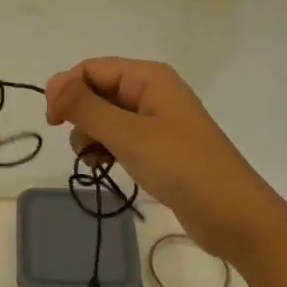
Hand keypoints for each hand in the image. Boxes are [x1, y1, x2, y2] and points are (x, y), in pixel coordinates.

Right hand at [45, 58, 283, 262]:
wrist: (235, 217)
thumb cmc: (182, 167)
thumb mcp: (128, 135)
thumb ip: (86, 107)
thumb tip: (52, 83)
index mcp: (149, 77)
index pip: (92, 69)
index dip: (66, 89)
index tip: (51, 122)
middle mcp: (152, 91)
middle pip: (98, 90)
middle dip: (80, 115)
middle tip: (77, 146)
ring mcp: (157, 120)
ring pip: (106, 116)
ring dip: (91, 135)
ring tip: (92, 161)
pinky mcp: (160, 147)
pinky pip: (121, 137)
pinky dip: (106, 148)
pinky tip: (103, 168)